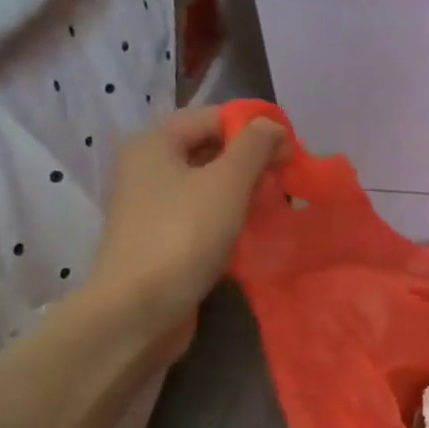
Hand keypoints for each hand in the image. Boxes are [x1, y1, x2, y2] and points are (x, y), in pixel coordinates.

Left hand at [83, 107, 287, 349]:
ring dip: (242, 192)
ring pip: (207, 187)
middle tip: (287, 178)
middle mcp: (146, 170)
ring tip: (274, 205)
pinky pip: (200, 217)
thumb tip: (272, 126)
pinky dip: (227, 218)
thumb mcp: (227, 181)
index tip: (290, 149)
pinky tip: (252, 232)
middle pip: (208, 150)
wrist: (138, 310)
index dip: (253, 126)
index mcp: (154, 144)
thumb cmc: (183, 235)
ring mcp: (151, 208)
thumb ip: (255, 146)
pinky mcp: (159, 241)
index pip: (212, 117)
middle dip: (250, 161)